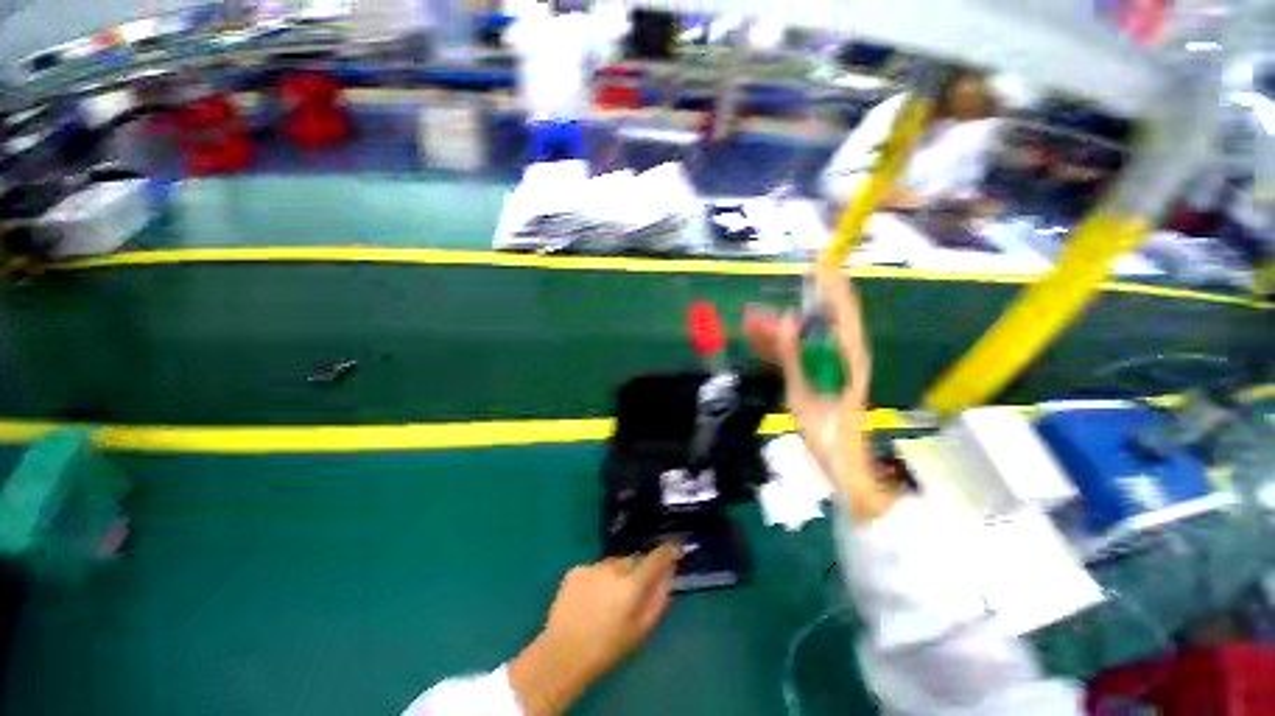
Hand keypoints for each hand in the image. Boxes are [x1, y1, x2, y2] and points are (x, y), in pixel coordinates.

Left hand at [509, 544, 681, 715]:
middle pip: (634, 560)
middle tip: (634, 591)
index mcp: (632, 583)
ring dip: (617, 574)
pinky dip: (598, 578)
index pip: (657, 557)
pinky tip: (590, 598)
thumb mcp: (641, 630)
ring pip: (614, 564)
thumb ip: (658, 599)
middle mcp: (614, 567)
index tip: (676, 550)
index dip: (669, 550)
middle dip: (638, 570)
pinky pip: (595, 569)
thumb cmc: (608, 648)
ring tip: (608, 599)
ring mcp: (593, 566)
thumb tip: (668, 576)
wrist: (562, 655)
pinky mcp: (576, 569)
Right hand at [743, 261, 899, 522]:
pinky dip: (775, 347)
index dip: (830, 282)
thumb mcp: (806, 391)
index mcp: (848, 354)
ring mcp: (826, 364)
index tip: (817, 260)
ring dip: (775, 329)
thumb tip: (786, 320)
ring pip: (800, 337)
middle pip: (815, 321)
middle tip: (762, 300)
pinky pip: (794, 354)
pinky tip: (754, 341)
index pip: (841, 308)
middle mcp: (840, 353)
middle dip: (787, 310)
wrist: (838, 459)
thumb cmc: (828, 429)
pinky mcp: (815, 374)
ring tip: (747, 321)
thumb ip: (795, 355)